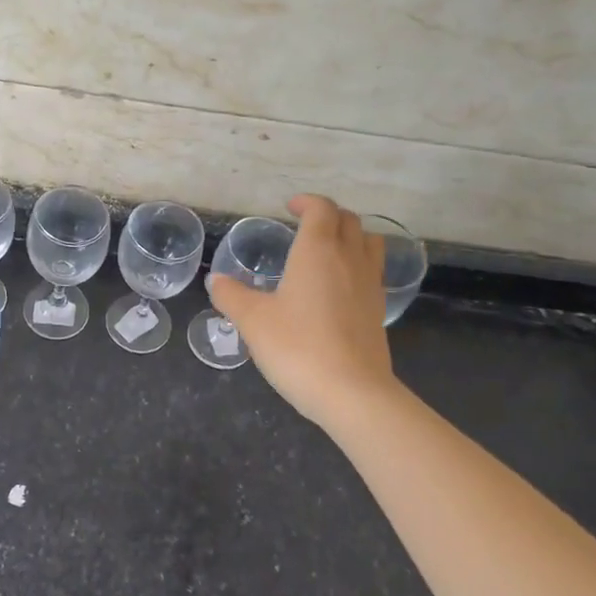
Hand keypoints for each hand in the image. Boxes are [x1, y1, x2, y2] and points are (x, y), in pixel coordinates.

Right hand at [207, 194, 398, 429]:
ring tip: (328, 251)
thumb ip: (231, 295)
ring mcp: (369, 285)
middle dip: (328, 216)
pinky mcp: (378, 311)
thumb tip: (217, 280)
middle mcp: (349, 259)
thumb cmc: (297, 347)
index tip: (290, 207)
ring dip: (350, 237)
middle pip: (349, 221)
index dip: (306, 203)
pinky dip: (357, 266)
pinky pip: (372, 272)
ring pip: (369, 243)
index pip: (321, 209)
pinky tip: (338, 288)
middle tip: (305, 226)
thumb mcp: (252, 320)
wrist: (351, 393)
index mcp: (317, 251)